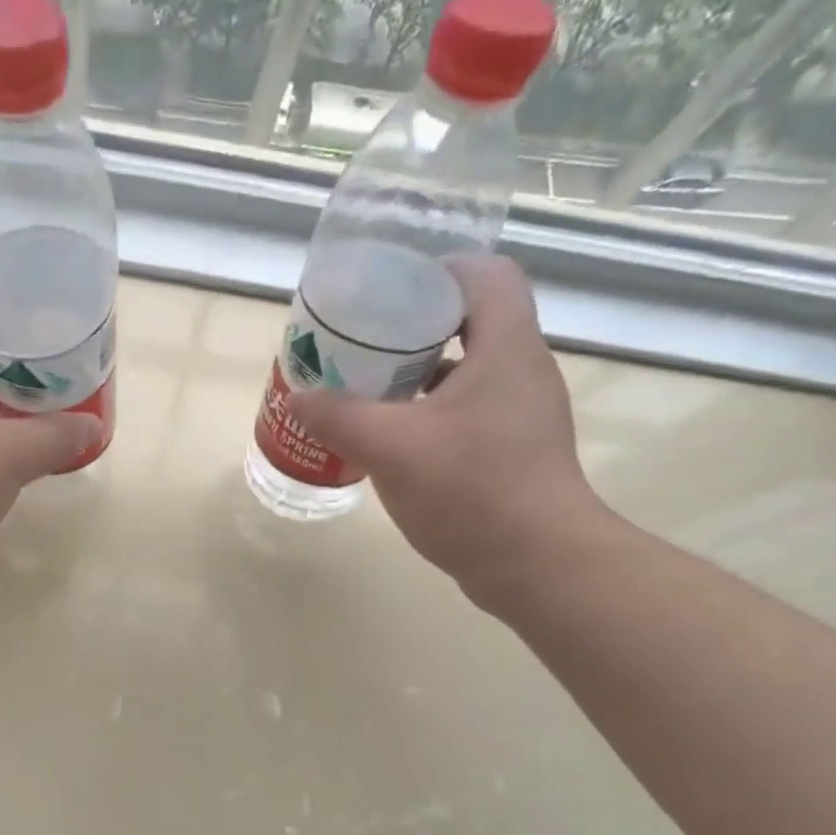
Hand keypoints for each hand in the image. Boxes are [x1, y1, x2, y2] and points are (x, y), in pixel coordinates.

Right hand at [288, 254, 610, 604]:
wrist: (537, 563)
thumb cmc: (471, 490)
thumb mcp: (391, 448)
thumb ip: (339, 417)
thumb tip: (298, 397)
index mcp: (504, 348)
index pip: (482, 275)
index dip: (435, 271)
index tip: (386, 292)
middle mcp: (521, 370)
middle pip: (469, 322)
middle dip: (411, 328)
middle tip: (361, 345)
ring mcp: (521, 414)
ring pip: (465, 372)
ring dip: (417, 376)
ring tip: (366, 391)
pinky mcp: (514, 451)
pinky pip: (466, 413)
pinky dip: (428, 415)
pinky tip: (392, 441)